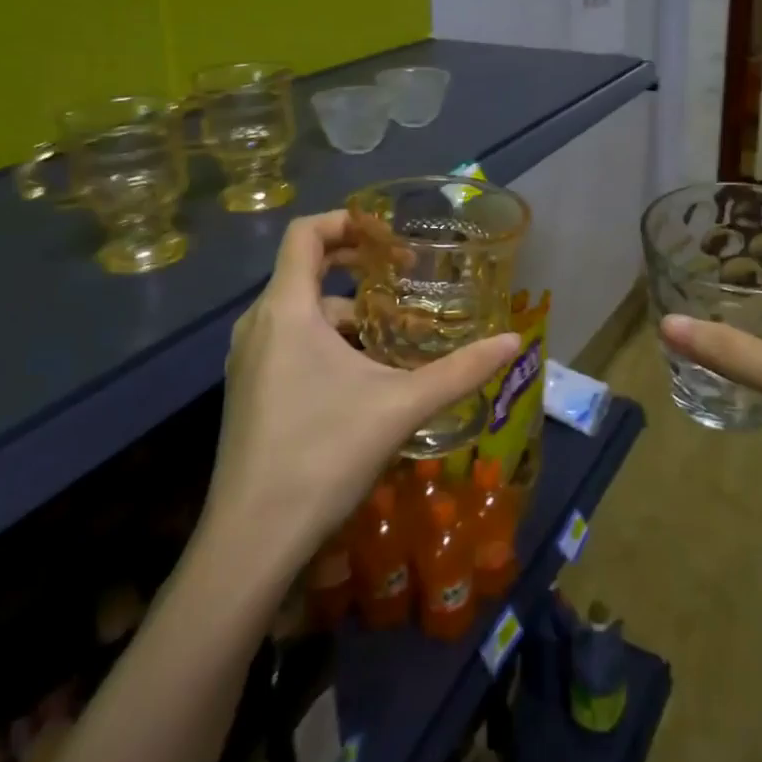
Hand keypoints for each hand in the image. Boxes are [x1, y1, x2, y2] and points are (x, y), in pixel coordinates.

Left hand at [199, 211, 518, 574]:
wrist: (252, 540)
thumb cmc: (323, 454)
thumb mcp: (401, 406)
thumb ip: (461, 370)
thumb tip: (514, 341)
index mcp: (287, 310)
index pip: (304, 233)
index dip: (346, 221)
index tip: (389, 236)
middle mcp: (258, 324)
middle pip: (304, 269)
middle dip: (356, 266)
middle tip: (404, 275)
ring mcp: (247, 360)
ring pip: (299, 311)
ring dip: (346, 310)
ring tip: (394, 331)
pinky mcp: (248, 391)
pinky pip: (288, 341)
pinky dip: (326, 339)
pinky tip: (363, 374)